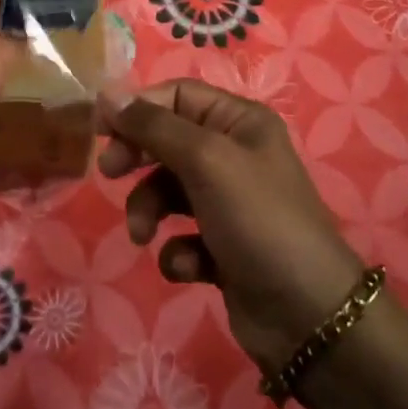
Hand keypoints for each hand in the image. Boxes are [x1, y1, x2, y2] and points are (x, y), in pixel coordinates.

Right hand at [100, 80, 366, 372]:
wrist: (308, 316)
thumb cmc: (257, 218)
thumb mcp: (205, 160)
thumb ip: (153, 126)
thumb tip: (107, 93)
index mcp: (239, 121)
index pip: (177, 95)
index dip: (137, 106)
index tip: (99, 127)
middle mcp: (235, 154)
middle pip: (168, 139)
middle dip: (138, 157)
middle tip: (110, 173)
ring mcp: (230, 203)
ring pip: (168, 189)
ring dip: (149, 209)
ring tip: (143, 234)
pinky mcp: (223, 248)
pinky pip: (183, 235)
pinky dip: (178, 249)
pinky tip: (189, 265)